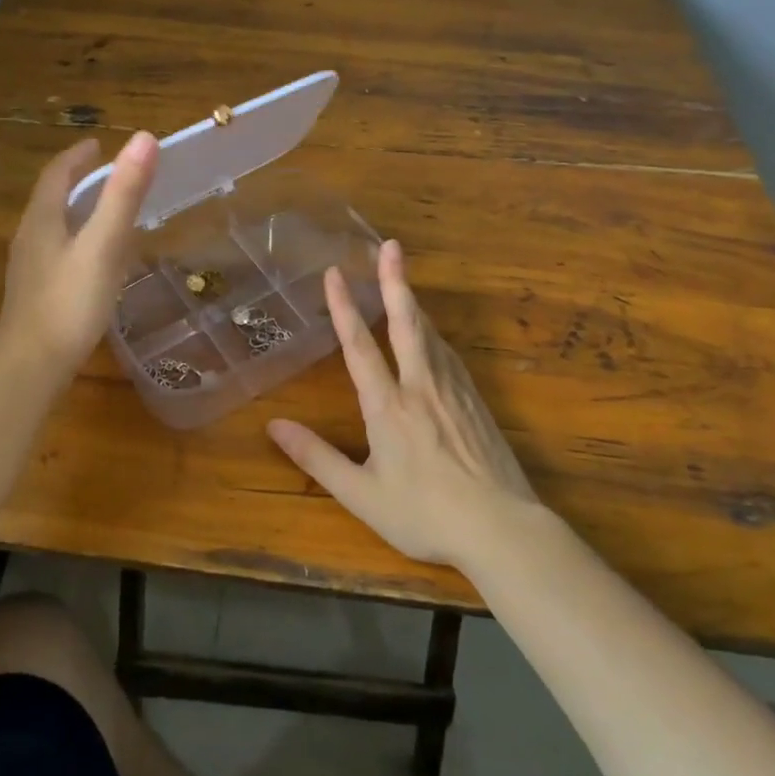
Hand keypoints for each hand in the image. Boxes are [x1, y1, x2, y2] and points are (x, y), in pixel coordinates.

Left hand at [0, 132, 157, 377]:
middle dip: (77, 180)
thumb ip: (123, 194)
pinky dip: (76, 238)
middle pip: (52, 198)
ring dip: (76, 209)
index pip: (57, 174)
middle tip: (106, 172)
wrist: (31, 367)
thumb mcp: (104, 244)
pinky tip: (93, 259)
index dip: (78, 156)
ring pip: (53, 226)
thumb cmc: (70, 302)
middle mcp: (29, 237)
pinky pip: (57, 251)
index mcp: (42, 219)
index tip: (97, 144)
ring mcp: (29, 268)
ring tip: (103, 209)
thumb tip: (143, 138)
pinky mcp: (35, 293)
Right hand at [266, 240, 541, 566]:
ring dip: (413, 302)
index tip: (334, 272)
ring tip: (402, 278)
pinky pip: (449, 355)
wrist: (501, 529)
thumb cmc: (424, 514)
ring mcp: (453, 391)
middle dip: (394, 282)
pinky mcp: (475, 401)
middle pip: (405, 323)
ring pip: (430, 335)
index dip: (344, 307)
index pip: (359, 346)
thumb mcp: (361, 494)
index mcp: (388, 406)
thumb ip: (316, 457)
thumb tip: (273, 426)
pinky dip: (434, 334)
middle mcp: (420, 387)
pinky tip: (432, 333)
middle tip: (390, 246)